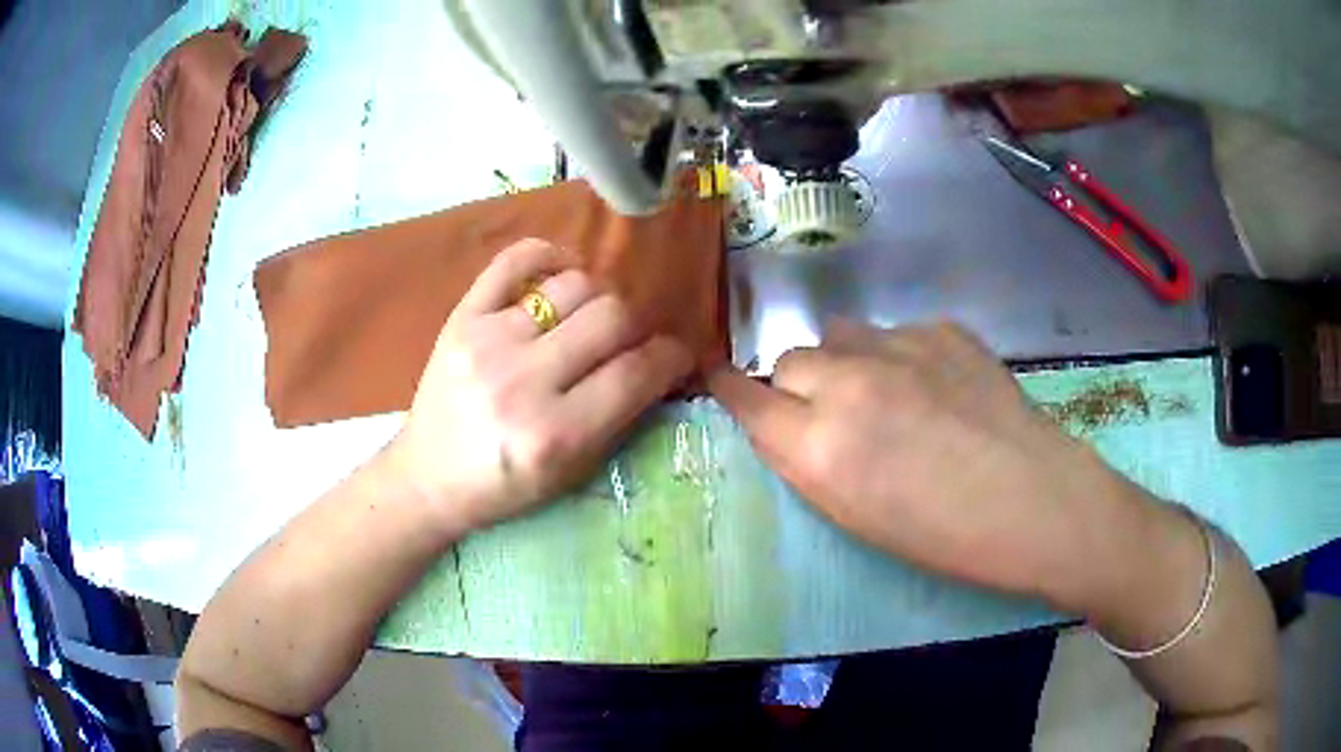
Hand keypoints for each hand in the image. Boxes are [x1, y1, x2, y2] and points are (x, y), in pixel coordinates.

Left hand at [389, 238, 692, 533]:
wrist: (428, 478)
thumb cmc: (504, 487)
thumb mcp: (571, 475)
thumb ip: (619, 418)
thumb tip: (660, 363)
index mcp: (555, 434)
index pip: (636, 372)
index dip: (671, 356)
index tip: (675, 355)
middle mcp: (523, 382)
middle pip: (612, 317)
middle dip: (638, 326)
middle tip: (632, 340)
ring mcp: (488, 341)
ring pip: (575, 285)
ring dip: (599, 297)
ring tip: (593, 317)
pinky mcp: (462, 317)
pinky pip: (516, 260)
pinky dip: (550, 256)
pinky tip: (562, 273)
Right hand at [710, 318, 1170, 613]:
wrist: (1036, 500)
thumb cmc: (944, 537)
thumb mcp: (856, 515)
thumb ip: (810, 460)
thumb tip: (791, 421)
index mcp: (819, 448)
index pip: (746, 400)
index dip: (729, 388)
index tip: (721, 380)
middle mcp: (847, 384)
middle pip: (790, 359)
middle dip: (798, 385)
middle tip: (833, 413)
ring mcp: (898, 346)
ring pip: (840, 335)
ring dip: (845, 362)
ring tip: (885, 392)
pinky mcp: (941, 328)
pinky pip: (896, 332)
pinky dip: (900, 356)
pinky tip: (936, 386)